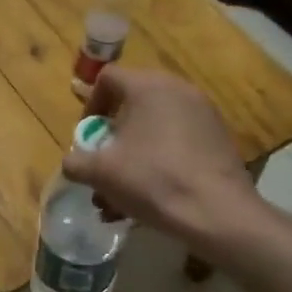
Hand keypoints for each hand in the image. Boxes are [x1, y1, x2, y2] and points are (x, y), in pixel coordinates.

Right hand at [63, 67, 258, 241]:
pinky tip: (152, 197)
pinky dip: (160, 161)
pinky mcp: (219, 138)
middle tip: (105, 166)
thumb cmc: (153, 180)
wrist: (219, 213)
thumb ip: (76, 163)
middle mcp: (178, 89)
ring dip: (133, 156)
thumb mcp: (101, 173)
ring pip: (155, 128)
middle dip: (112, 138)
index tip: (88, 138)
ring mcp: (203, 113)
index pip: (107, 78)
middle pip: (132, 105)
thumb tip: (72, 163)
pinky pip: (178, 141)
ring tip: (123, 196)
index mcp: (148, 86)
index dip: (90, 105)